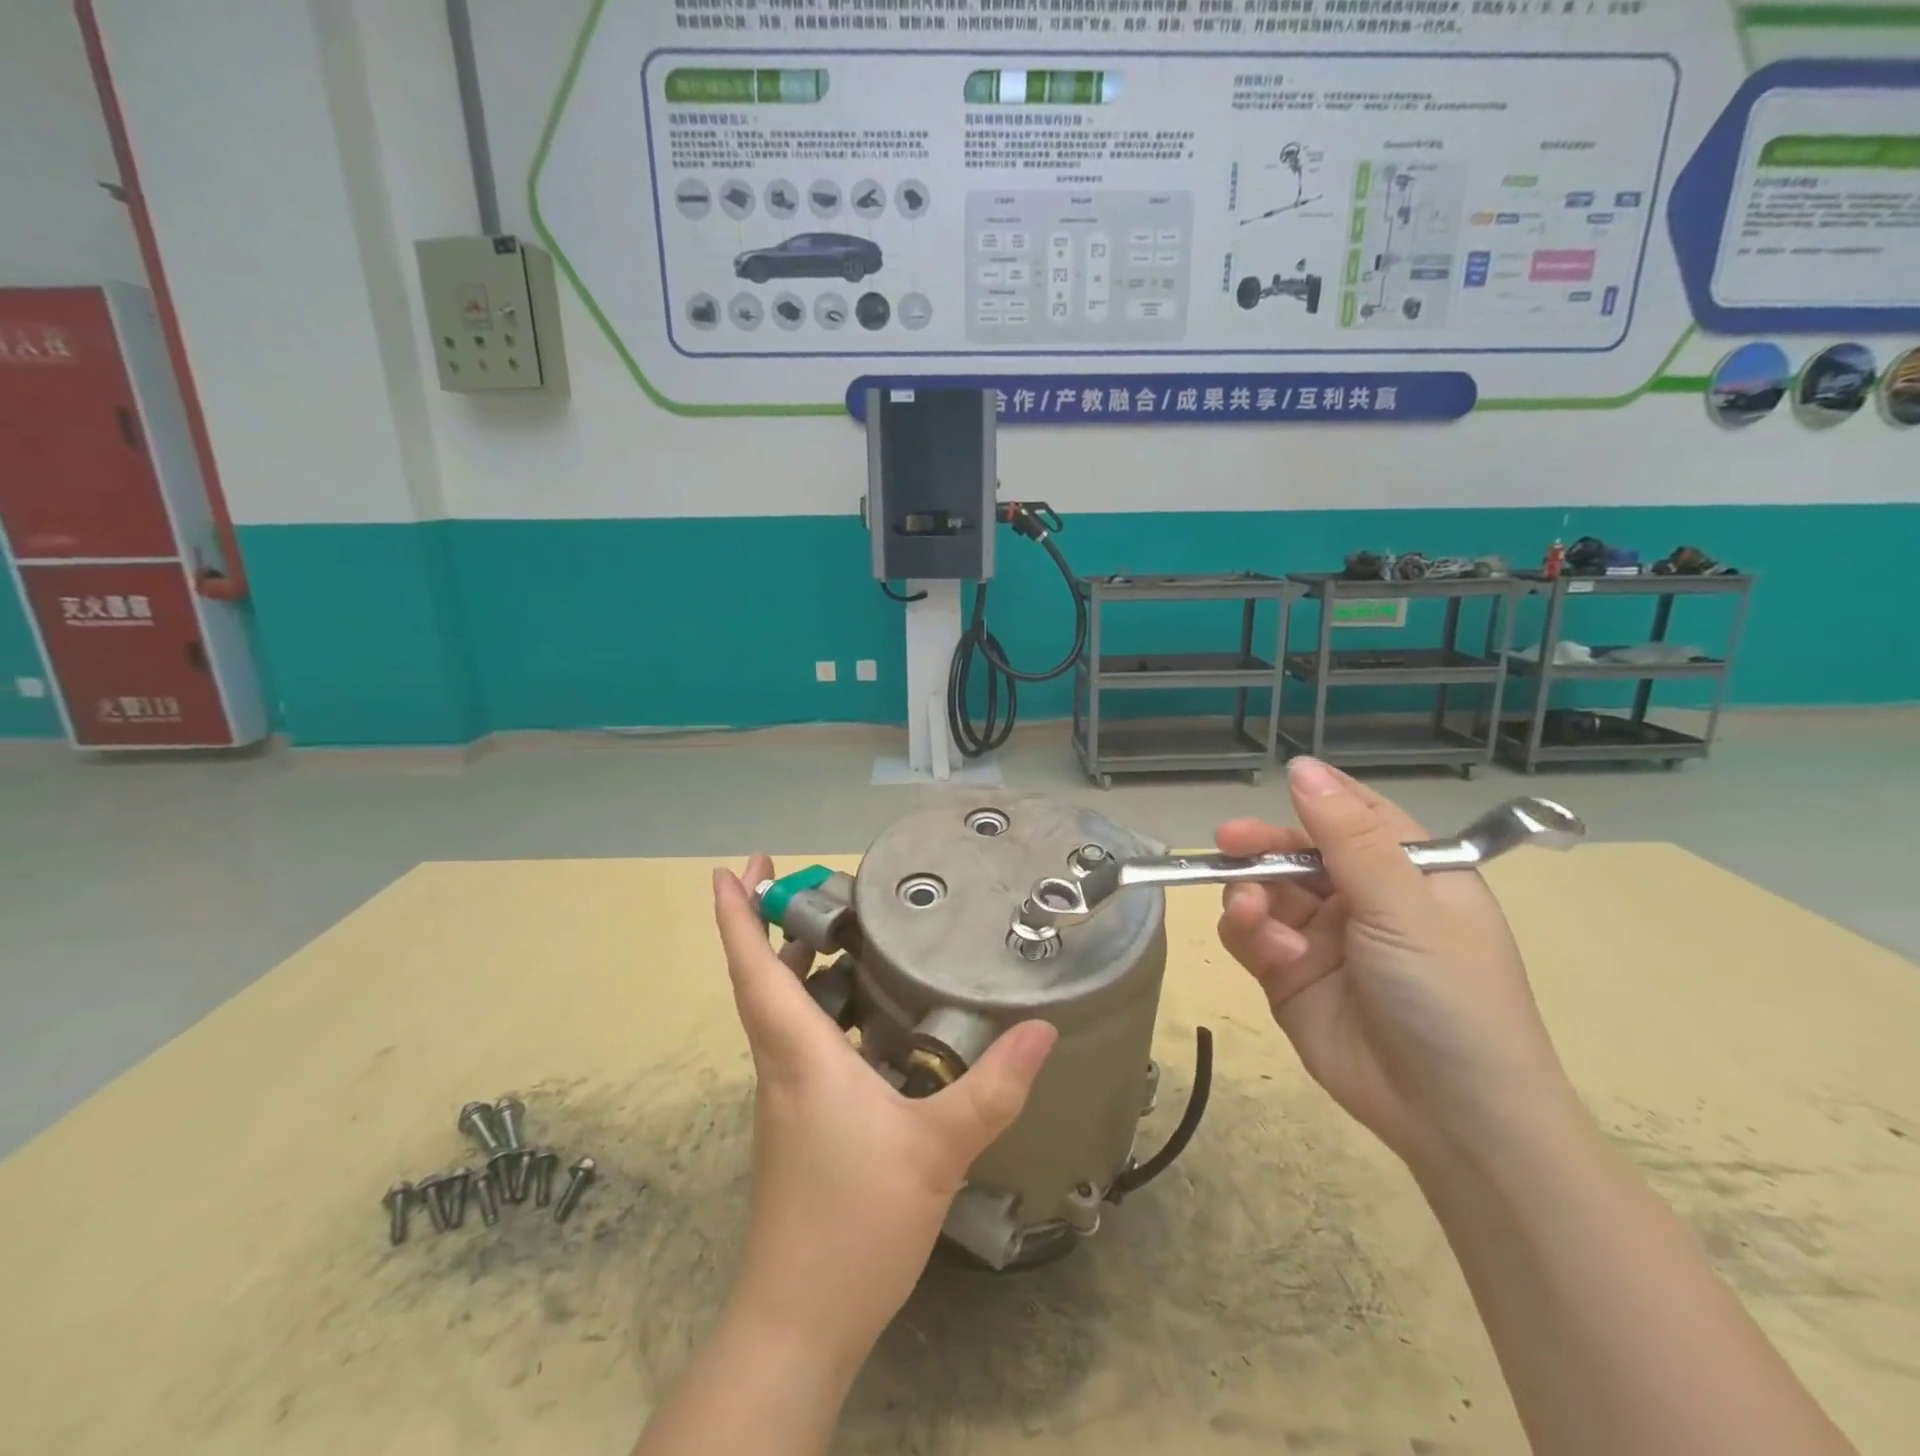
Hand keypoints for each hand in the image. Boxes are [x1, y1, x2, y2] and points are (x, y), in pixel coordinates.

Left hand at [711, 861, 1057, 1366]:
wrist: (799, 1323)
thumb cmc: (853, 1223)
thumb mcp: (937, 1150)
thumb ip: (992, 1088)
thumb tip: (1043, 1028)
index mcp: (800, 1055)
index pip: (756, 970)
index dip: (739, 917)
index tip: (730, 870)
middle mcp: (783, 1066)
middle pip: (763, 981)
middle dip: (771, 924)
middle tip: (805, 881)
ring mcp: (787, 1098)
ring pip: (782, 1012)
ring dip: (797, 965)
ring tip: (842, 932)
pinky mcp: (800, 1124)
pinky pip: (802, 1043)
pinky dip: (821, 1008)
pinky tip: (867, 1014)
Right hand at [1215, 758, 1576, 1168]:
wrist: (1452, 1117)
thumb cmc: (1449, 995)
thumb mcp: (1405, 907)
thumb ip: (1348, 837)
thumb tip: (1302, 767)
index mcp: (1406, 870)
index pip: (1354, 814)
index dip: (1315, 799)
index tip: (1275, 789)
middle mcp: (1361, 896)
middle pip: (1295, 850)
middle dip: (1262, 848)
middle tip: (1228, 845)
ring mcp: (1320, 936)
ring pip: (1263, 891)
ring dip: (1251, 897)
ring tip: (1254, 918)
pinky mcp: (1287, 974)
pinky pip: (1249, 935)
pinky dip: (1249, 936)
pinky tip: (1271, 953)